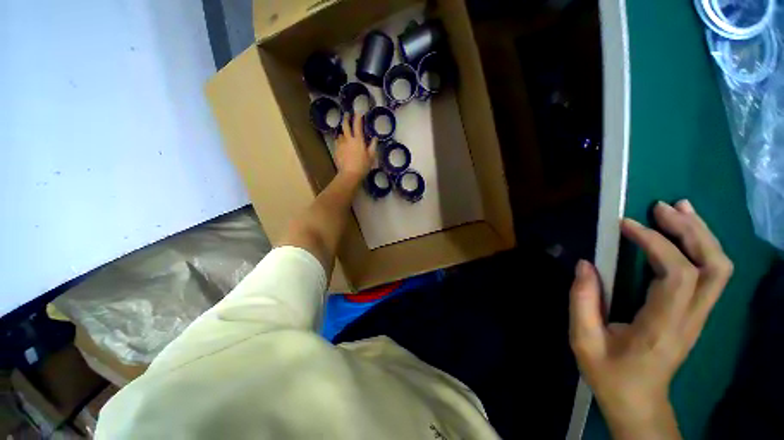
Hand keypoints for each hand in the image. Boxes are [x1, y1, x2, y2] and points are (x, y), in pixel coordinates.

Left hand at [334, 113, 376, 178]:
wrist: (349, 174)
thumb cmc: (363, 166)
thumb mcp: (371, 157)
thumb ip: (373, 146)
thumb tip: (375, 138)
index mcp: (358, 140)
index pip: (357, 125)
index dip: (358, 117)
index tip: (358, 112)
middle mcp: (348, 140)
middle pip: (345, 125)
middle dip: (346, 118)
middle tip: (347, 114)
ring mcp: (340, 145)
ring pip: (340, 135)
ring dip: (343, 133)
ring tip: (345, 134)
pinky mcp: (336, 151)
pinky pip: (337, 143)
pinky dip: (340, 141)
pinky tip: (342, 145)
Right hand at [569, 200, 732, 438]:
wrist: (638, 402)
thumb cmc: (609, 375)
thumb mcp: (583, 341)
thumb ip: (582, 301)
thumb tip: (585, 264)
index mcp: (663, 327)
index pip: (676, 275)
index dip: (656, 243)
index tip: (625, 225)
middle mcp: (691, 319)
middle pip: (713, 266)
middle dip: (690, 230)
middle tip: (661, 207)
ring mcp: (699, 316)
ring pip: (719, 268)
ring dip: (701, 233)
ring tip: (677, 209)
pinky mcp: (697, 314)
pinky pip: (712, 274)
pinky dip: (702, 246)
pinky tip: (685, 231)